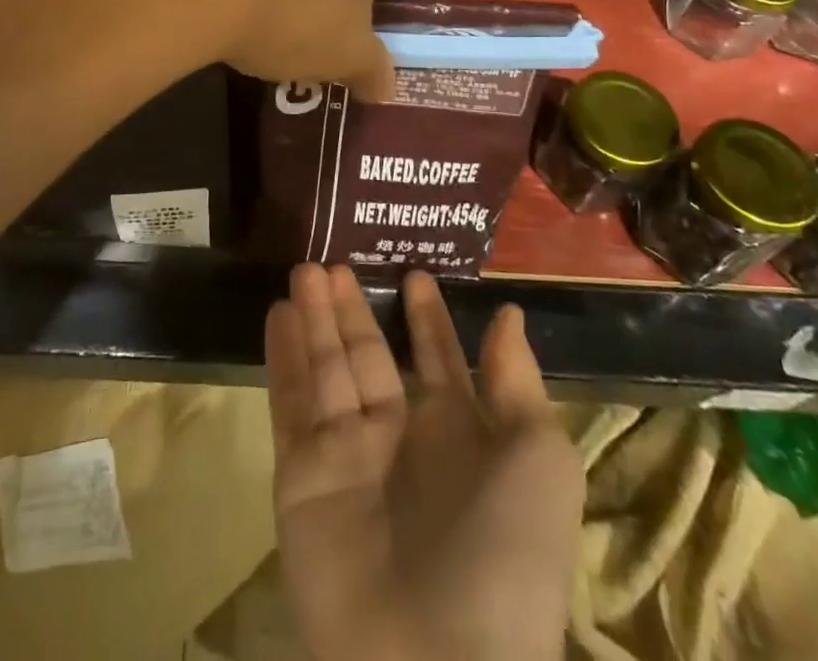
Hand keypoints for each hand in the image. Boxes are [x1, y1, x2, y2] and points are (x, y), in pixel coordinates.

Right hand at [266, 265, 582, 660]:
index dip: (428, 320)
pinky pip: (291, 404)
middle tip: (333, 262)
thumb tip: (508, 315)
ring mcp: (349, 458)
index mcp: (461, 438)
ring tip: (305, 271)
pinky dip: (284, 358)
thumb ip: (516, 382)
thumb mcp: (539, 459)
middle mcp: (403, 440)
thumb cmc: (506, 554)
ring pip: (328, 369)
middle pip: (371, 356)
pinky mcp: (302, 477)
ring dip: (317, 320)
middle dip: (355, 311)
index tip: (414, 275)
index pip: (439, 361)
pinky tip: (278, 314)